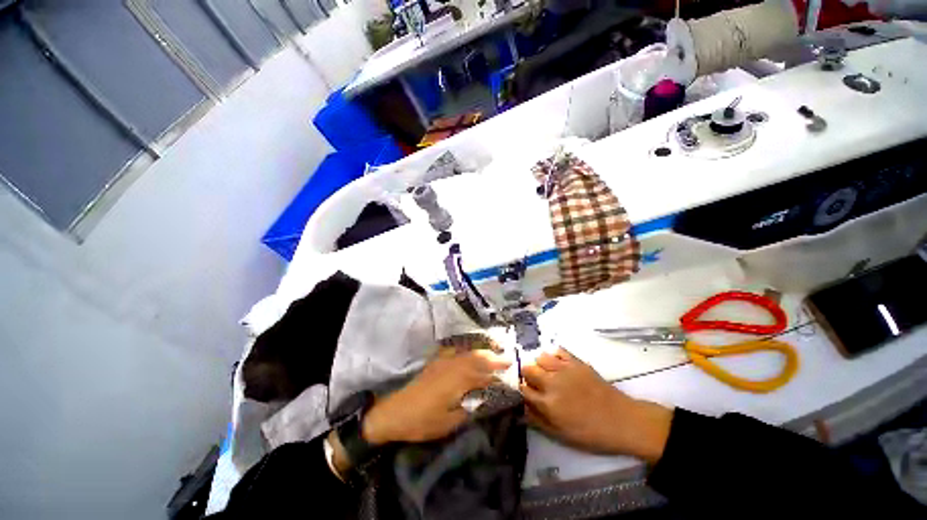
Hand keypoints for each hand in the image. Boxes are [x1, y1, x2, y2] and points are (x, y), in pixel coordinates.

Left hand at [363, 349, 510, 443]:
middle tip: (506, 356)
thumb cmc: (423, 421)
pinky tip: (469, 351)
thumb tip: (485, 398)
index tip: (511, 365)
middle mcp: (452, 365)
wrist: (394, 412)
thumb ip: (470, 407)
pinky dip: (466, 349)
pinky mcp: (435, 362)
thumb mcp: (450, 422)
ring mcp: (442, 361)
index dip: (498, 368)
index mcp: (457, 379)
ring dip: (481, 350)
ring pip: (467, 351)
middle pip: (477, 355)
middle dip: (493, 355)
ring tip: (493, 351)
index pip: (483, 371)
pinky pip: (455, 350)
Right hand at [520, 348, 672, 463]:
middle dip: (528, 376)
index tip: (526, 393)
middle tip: (537, 384)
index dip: (522, 391)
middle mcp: (552, 382)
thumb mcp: (561, 435)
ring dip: (540, 365)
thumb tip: (521, 409)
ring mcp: (564, 369)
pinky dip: (554, 356)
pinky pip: (557, 350)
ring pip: (540, 357)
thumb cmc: (591, 433)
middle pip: (528, 369)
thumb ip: (538, 421)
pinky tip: (558, 365)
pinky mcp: (576, 361)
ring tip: (548, 373)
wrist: (622, 421)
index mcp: (547, 404)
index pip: (522, 389)